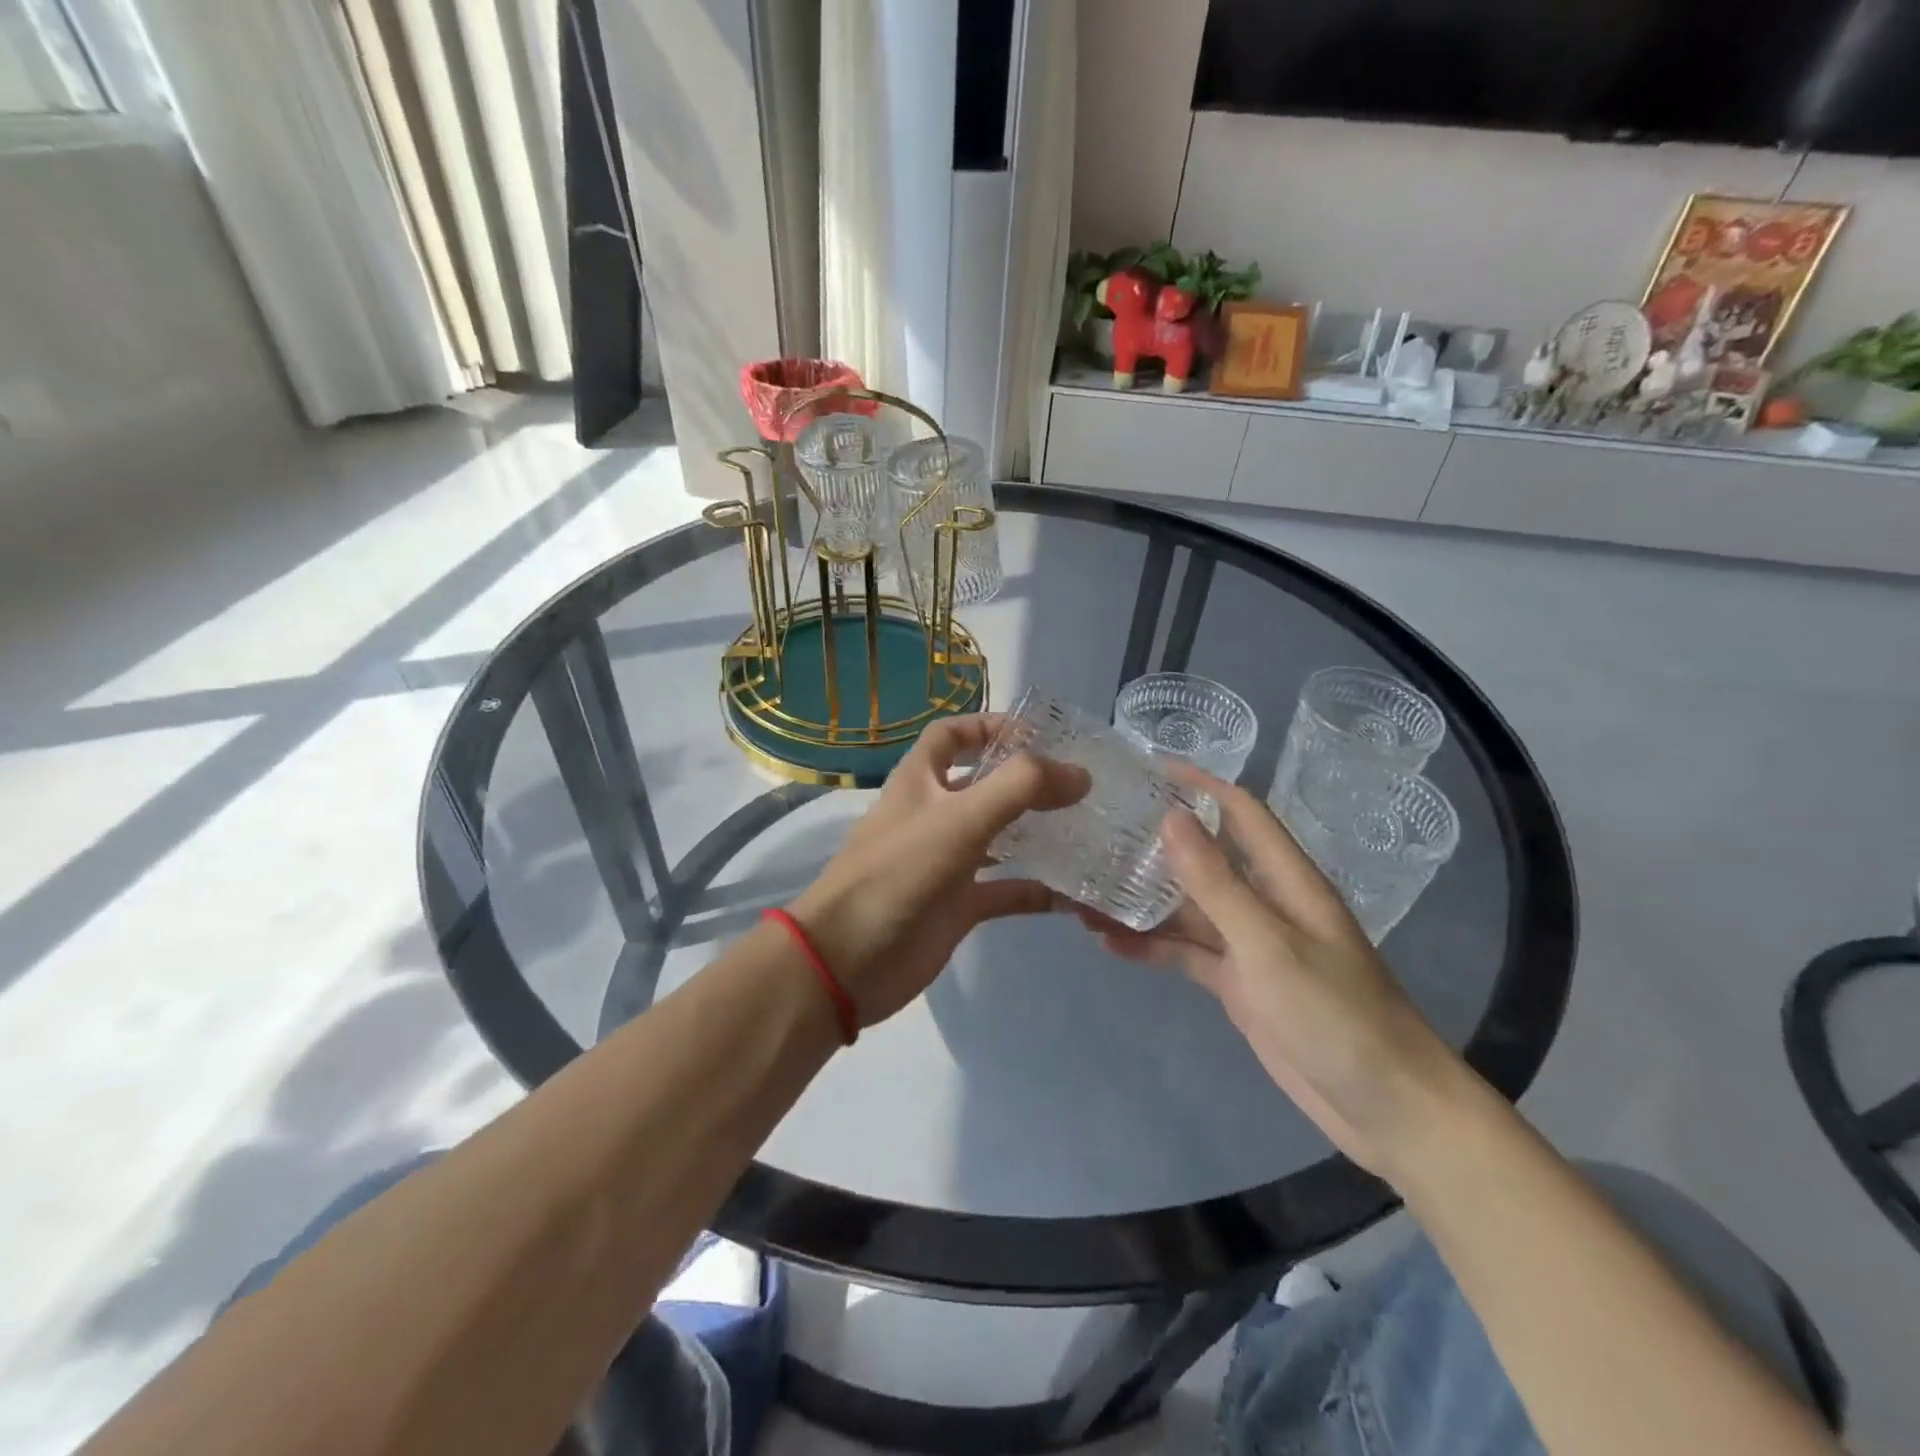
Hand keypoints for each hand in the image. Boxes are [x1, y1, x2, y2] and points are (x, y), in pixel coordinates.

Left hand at [789, 714, 1088, 1026]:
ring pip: (998, 838)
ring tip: (1086, 830)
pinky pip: (1003, 891)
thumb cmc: (898, 874)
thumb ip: (1020, 788)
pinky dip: (1033, 891)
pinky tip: (1072, 895)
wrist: (848, 960)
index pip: (951, 735)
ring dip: (1035, 833)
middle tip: (1080, 785)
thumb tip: (1079, 773)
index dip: (989, 726)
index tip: (1039, 735)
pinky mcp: (956, 907)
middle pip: (983, 785)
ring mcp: (945, 862)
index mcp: (920, 781)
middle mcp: (933, 815)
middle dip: (1026, 782)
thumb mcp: (960, 819)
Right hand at [1081, 768, 1463, 1176]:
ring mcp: (1250, 946)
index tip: (1147, 769)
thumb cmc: (1333, 1014)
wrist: (1385, 1107)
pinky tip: (1108, 941)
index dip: (1199, 785)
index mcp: (1285, 880)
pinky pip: (1187, 953)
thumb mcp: (1268, 944)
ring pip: (1188, 909)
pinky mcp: (1238, 984)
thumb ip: (1216, 883)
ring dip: (1144, 900)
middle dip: (1156, 843)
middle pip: (1205, 859)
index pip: (1240, 812)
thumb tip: (1171, 816)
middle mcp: (1265, 903)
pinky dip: (1152, 946)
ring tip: (1085, 890)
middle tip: (1099, 830)